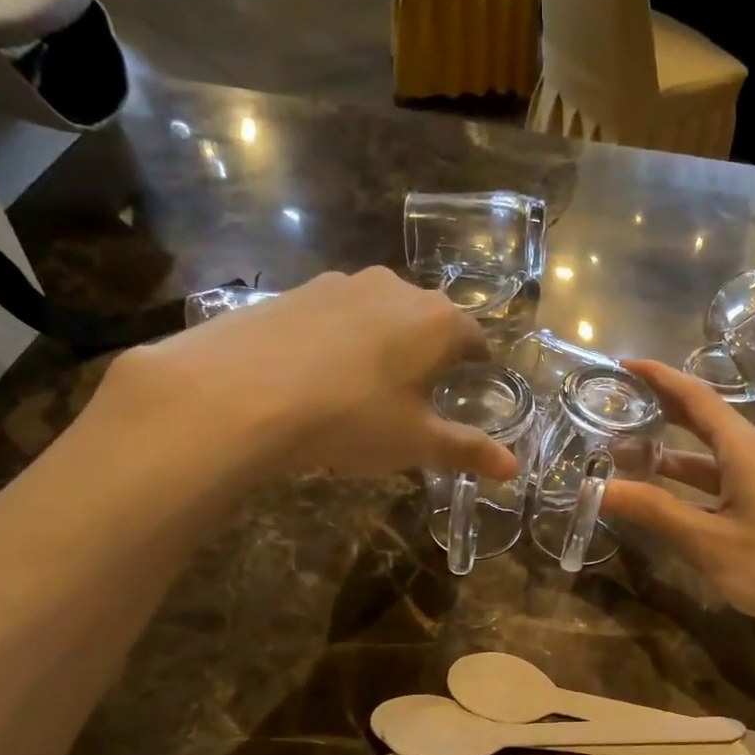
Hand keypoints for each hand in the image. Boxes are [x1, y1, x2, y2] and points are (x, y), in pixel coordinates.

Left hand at [95, 268, 519, 486]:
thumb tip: (513, 470)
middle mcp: (395, 288)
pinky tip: (318, 376)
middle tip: (419, 393)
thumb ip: (468, 450)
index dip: (477, 363)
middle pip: (427, 320)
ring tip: (366, 386)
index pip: (474, 337)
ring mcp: (341, 284)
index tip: (472, 384)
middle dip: (430, 352)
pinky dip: (339, 340)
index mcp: (437, 321)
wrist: (241, 394)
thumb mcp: (417, 443)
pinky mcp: (295, 291)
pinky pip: (334, 315)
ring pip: (379, 314)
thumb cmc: (352, 418)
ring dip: (383, 342)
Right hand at [600, 361, 754, 640]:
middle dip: (662, 410)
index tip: (622, 365)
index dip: (659, 377)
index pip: (697, 397)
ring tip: (628, 455)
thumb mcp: (707, 541)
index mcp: (746, 449)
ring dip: (673, 453)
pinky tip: (669, 496)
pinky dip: (692, 481)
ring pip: (713, 455)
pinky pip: (724, 479)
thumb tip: (598, 489)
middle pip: (705, 419)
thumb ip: (653, 511)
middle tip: (618, 407)